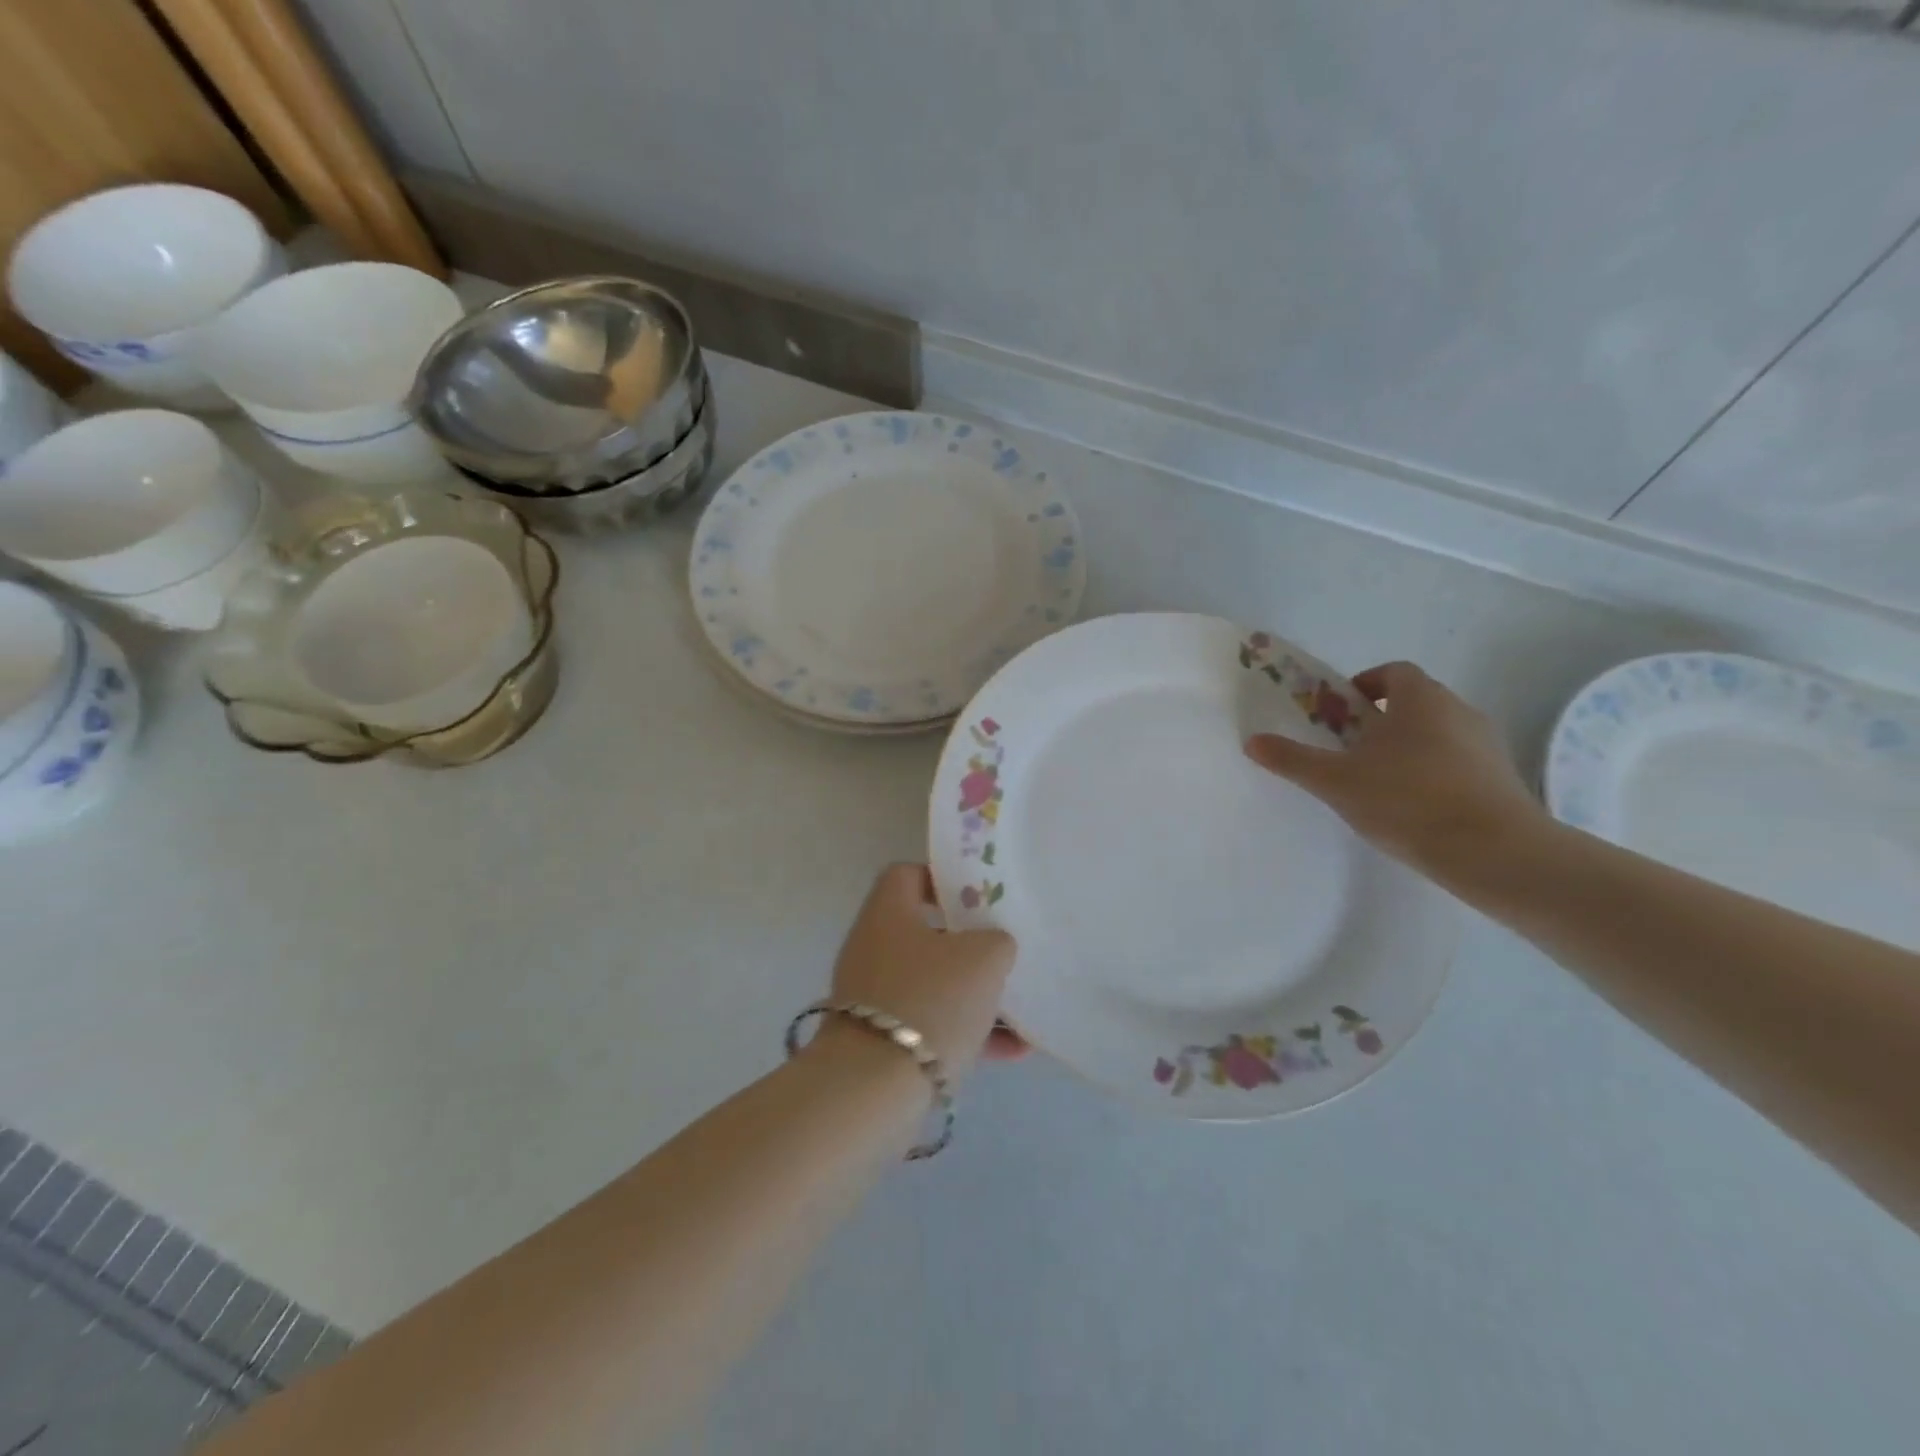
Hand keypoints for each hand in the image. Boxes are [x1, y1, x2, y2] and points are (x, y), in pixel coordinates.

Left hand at [820, 865, 1021, 1083]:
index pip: (908, 875)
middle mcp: (874, 947)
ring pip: (934, 982)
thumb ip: (996, 940)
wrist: (873, 1089)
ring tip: (1022, 1012)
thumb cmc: (930, 1000)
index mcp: (888, 913)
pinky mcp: (879, 1039)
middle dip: (971, 944)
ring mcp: (874, 996)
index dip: (944, 880)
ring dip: (976, 995)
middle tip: (1005, 952)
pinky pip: (931, 1024)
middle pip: (926, 932)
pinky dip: (967, 1032)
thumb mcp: (984, 958)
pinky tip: (1013, 1051)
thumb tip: (992, 946)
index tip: (980, 899)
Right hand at [1245, 661, 1542, 874]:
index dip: (1364, 686)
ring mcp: (1487, 745)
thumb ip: (1293, 759)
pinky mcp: (1502, 778)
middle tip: (1350, 752)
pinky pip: (1459, 763)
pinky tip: (1415, 809)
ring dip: (1408, 748)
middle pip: (1415, 703)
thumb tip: (1252, 741)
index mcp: (1420, 699)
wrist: (1494, 852)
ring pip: (1438, 734)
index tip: (1341, 714)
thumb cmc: (1407, 801)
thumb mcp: (1336, 781)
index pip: (1393, 672)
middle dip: (1381, 721)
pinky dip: (1434, 773)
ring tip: (1379, 785)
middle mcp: (1459, 711)